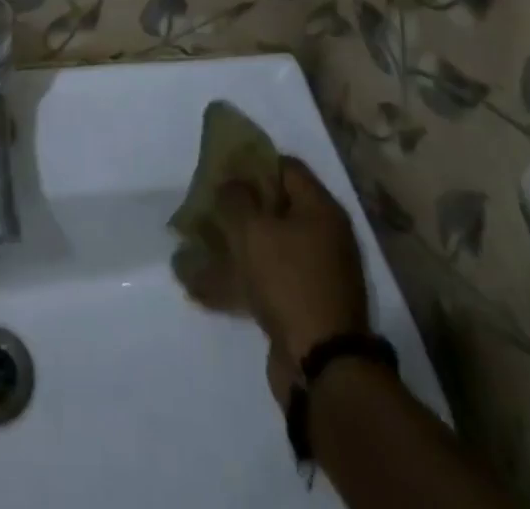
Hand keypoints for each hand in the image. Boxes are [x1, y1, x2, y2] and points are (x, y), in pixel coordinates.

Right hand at [217, 157, 368, 375]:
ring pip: (272, 244)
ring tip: (203, 243)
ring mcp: (319, 273)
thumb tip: (231, 183)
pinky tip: (210, 284)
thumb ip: (235, 198)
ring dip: (240, 243)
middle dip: (243, 205)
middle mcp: (326, 236)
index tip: (223, 169)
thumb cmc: (288, 281)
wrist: (322, 366)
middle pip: (278, 206)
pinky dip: (245, 276)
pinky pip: (271, 278)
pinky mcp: (307, 305)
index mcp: (321, 210)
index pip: (286, 167)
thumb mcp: (252, 230)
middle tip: (211, 206)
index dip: (253, 162)